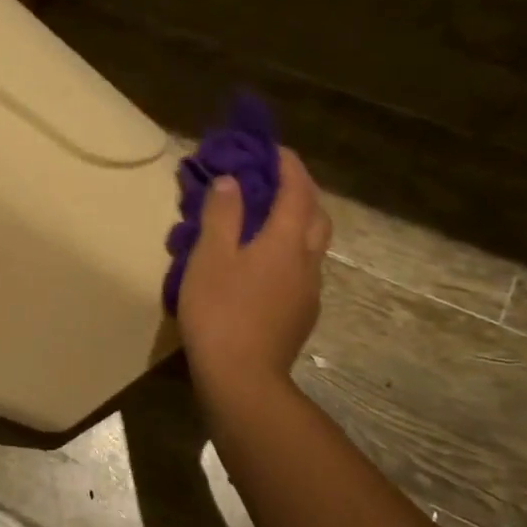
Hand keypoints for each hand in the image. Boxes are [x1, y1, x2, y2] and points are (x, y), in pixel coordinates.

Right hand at [177, 147, 332, 389]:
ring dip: (297, 223)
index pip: (296, 191)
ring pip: (311, 245)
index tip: (273, 148)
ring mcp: (308, 291)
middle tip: (275, 182)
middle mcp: (306, 261)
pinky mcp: (300, 315)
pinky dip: (288, 252)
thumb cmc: (220, 311)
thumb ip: (222, 215)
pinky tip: (262, 266)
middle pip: (316, 216)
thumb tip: (232, 182)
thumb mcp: (210, 257)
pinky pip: (301, 270)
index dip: (287, 166)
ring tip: (266, 221)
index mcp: (285, 241)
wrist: (242, 378)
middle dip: (301, 192)